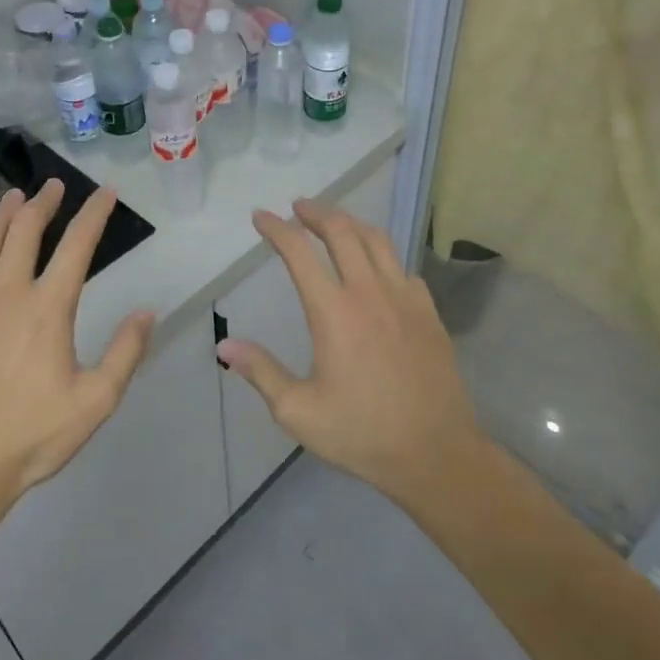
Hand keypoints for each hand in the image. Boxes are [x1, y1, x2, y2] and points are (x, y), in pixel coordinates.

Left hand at [0, 180, 154, 509]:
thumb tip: (146, 311)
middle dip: (43, 202)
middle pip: (25, 230)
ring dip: (3, 214)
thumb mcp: (95, 402)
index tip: (105, 193)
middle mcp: (5, 291)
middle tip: (53, 186)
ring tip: (14, 197)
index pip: (77, 244)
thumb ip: (125, 352)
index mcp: (47, 308)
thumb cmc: (30, 435)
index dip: (94, 214)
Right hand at [217, 199, 486, 502]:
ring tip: (334, 223)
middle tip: (298, 207)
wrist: (436, 452)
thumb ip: (261, 372)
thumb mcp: (298, 412)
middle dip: (316, 212)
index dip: (277, 229)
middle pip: (342, 231)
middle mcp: (370, 292)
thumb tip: (224, 346)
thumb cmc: (362, 433)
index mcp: (334, 312)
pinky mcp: (428, 311)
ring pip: (377, 240)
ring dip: (350, 223)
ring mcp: (405, 297)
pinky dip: (381, 254)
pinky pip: (402, 266)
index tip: (261, 216)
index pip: (299, 253)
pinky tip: (376, 266)